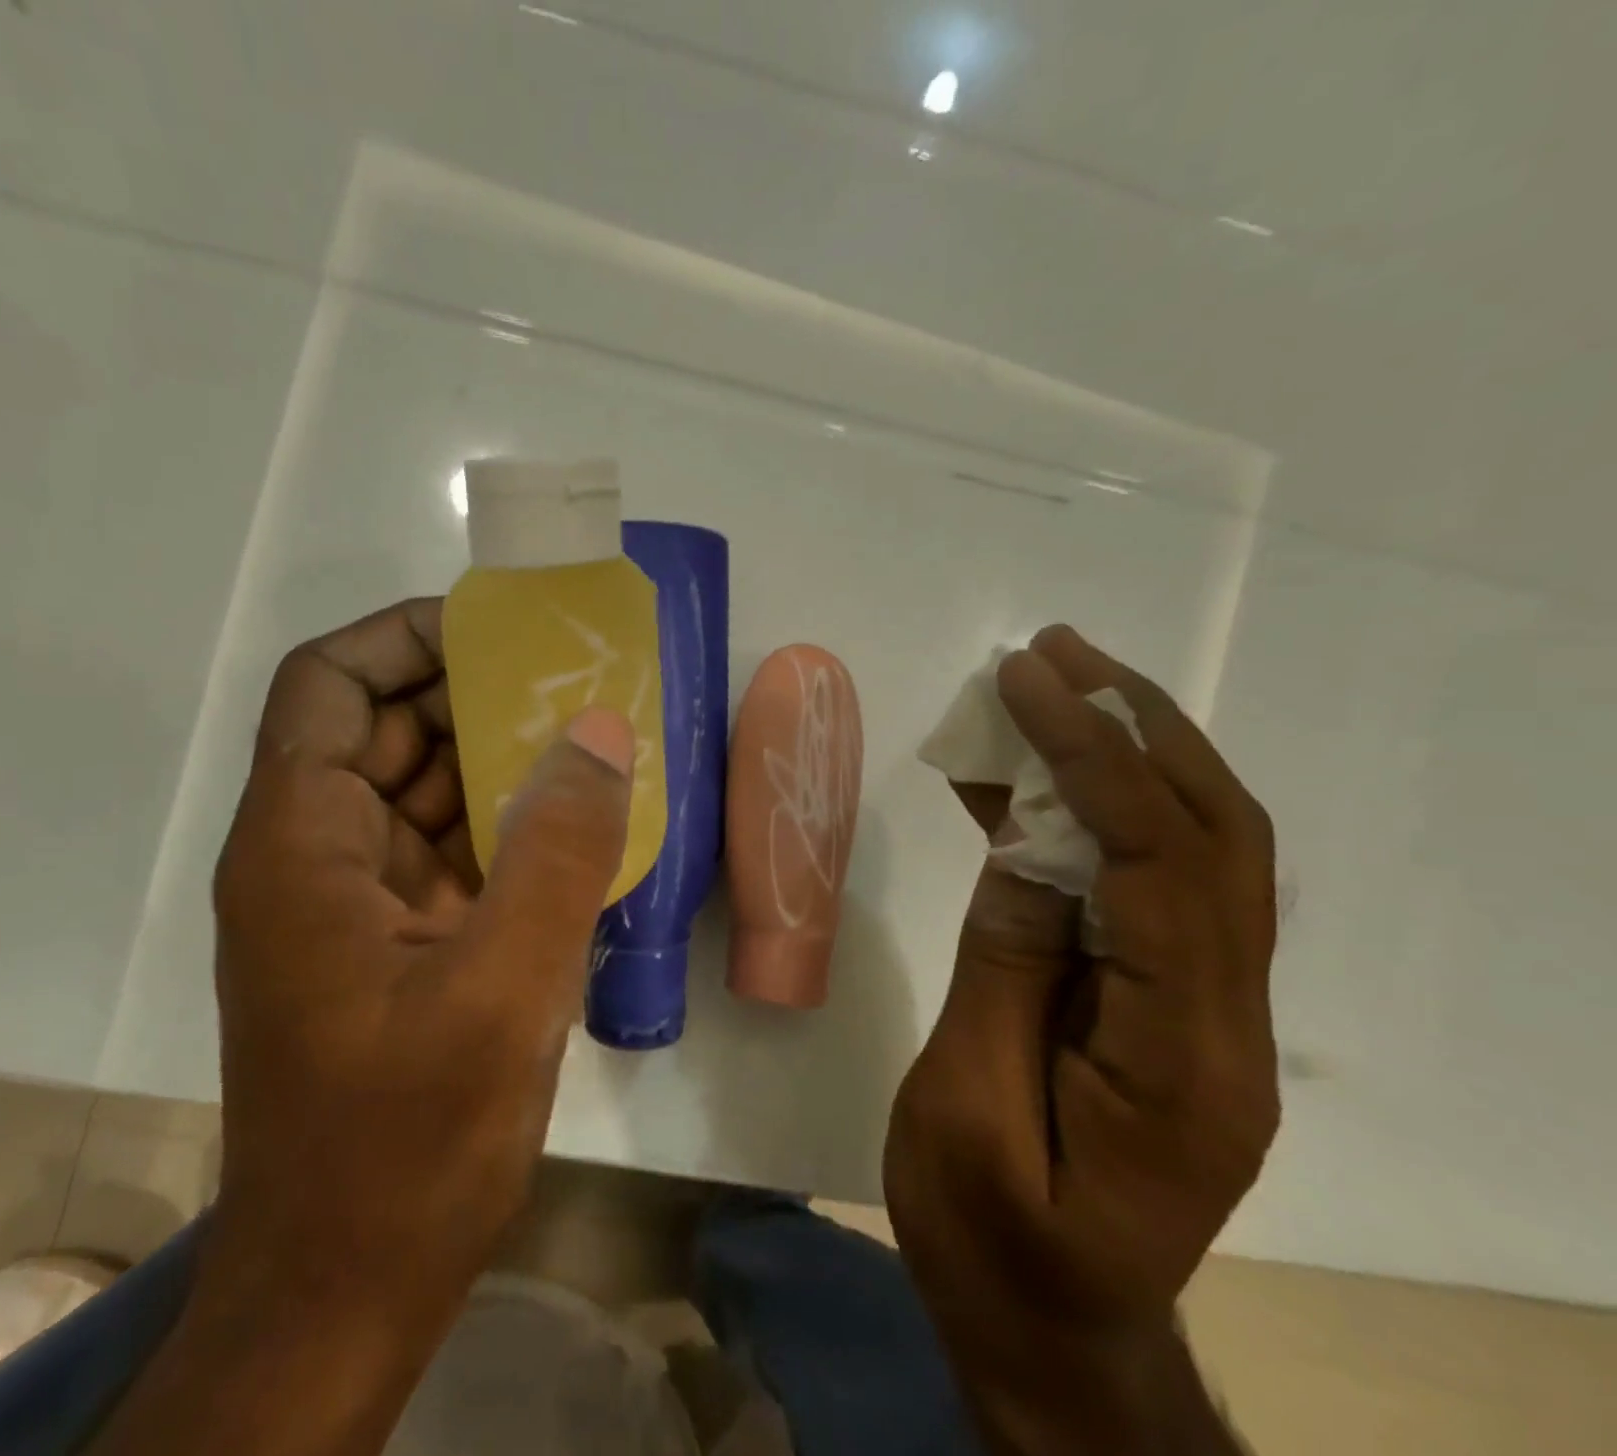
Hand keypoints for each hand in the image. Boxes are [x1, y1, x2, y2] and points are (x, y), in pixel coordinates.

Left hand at [200, 598, 634, 1383]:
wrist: (349, 1291)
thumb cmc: (406, 1144)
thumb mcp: (503, 990)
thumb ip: (558, 850)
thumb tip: (601, 730)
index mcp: (302, 845)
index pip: (329, 686)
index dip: (402, 638)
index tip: (495, 631)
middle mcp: (315, 857)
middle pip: (382, 729)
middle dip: (471, 694)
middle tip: (572, 680)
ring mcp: (355, 903)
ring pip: (421, 789)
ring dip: (497, 759)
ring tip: (590, 738)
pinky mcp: (395, 943)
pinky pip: (449, 848)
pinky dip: (505, 824)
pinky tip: (577, 824)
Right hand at [884, 625, 1278, 1452]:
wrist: (1054, 1342)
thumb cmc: (995, 1249)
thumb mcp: (969, 1112)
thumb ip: (1002, 972)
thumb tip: (1024, 850)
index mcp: (1184, 1061)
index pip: (1156, 865)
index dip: (1091, 758)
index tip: (1023, 684)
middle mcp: (1225, 1022)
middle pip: (1211, 837)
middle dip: (1135, 727)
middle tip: (1055, 655)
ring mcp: (1203, 1012)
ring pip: (1191, 850)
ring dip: (1126, 756)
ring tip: (1050, 688)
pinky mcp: (1159, 1005)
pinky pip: (1135, 886)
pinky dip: (1084, 819)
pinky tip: (1020, 786)